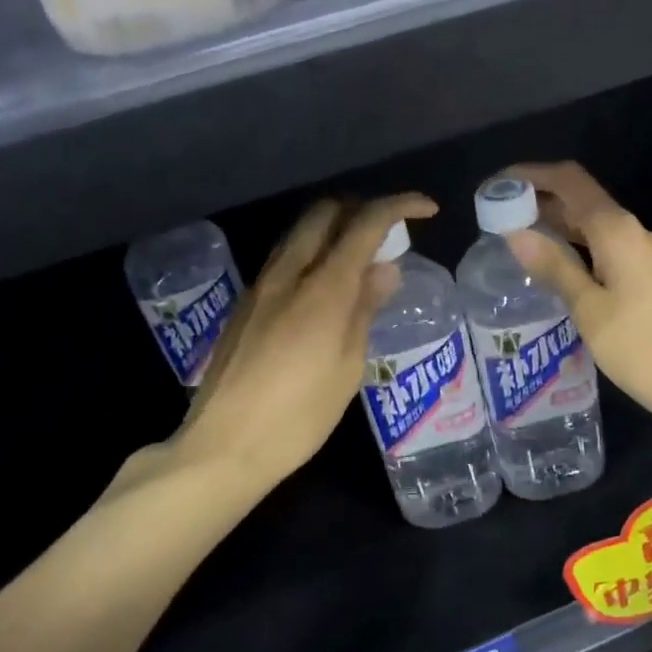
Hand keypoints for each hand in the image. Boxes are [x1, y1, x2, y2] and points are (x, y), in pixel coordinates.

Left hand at [165, 193, 436, 489]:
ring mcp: (260, 287)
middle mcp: (288, 275)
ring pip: (299, 234)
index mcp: (322, 289)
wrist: (224, 446)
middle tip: (387, 234)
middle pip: (324, 213)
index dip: (399, 206)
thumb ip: (365, 309)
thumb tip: (385, 269)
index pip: (365, 223)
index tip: (426, 210)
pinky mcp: (245, 306)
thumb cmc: (300, 416)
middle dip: (361, 209)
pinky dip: (312, 255)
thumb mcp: (348, 367)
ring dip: (333, 230)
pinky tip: (324, 289)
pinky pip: (284, 260)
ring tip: (360, 261)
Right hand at [503, 162, 651, 424]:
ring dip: (558, 226)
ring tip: (517, 241)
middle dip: (540, 202)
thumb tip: (515, 233)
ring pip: (594, 226)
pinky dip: (576, 248)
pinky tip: (555, 269)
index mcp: (618, 231)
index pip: (570, 182)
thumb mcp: (589, 309)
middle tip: (497, 219)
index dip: (531, 176)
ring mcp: (646, 254)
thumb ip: (554, 267)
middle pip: (582, 200)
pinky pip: (605, 248)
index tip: (497, 186)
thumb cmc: (641, 347)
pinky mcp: (650, 276)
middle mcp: (634, 233)